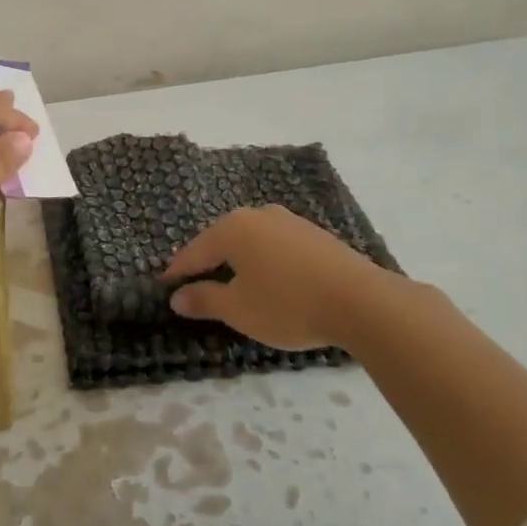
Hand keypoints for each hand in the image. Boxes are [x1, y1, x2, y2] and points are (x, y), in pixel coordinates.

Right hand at [164, 205, 396, 350]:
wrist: (361, 301)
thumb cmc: (287, 304)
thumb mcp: (238, 309)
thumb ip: (205, 300)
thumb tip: (177, 297)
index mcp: (233, 228)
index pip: (195, 251)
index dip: (179, 271)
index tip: (165, 287)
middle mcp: (258, 215)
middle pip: (222, 240)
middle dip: (208, 262)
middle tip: (196, 284)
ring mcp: (290, 221)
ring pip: (252, 241)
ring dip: (239, 261)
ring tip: (233, 283)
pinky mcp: (315, 235)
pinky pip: (276, 246)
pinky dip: (265, 261)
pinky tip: (270, 280)